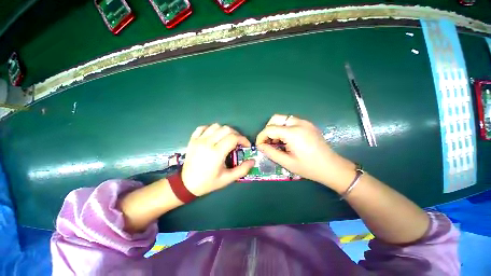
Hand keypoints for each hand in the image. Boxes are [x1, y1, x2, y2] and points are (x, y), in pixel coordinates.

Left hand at [181, 124, 254, 195]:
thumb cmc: (208, 182)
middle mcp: (207, 143)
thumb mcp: (227, 179)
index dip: (243, 139)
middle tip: (238, 142)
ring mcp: (199, 140)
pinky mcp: (193, 139)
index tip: (246, 145)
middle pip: (226, 129)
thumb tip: (253, 161)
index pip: (234, 138)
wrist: (186, 184)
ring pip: (216, 126)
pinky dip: (211, 129)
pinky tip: (214, 136)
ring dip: (225, 131)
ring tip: (227, 139)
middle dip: (236, 134)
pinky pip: (203, 127)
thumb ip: (242, 170)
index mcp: (216, 153)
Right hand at [256, 114, 354, 189]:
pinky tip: (287, 140)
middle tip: (268, 142)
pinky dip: (284, 128)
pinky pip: (290, 122)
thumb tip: (260, 146)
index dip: (261, 137)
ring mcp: (305, 122)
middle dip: (268, 129)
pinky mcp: (308, 124)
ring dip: (276, 128)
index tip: (259, 145)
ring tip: (277, 142)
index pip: (270, 129)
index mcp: (293, 133)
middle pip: (275, 118)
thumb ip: (270, 152)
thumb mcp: (287, 162)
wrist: (332, 167)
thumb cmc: (309, 167)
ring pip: (283, 119)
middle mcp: (299, 123)